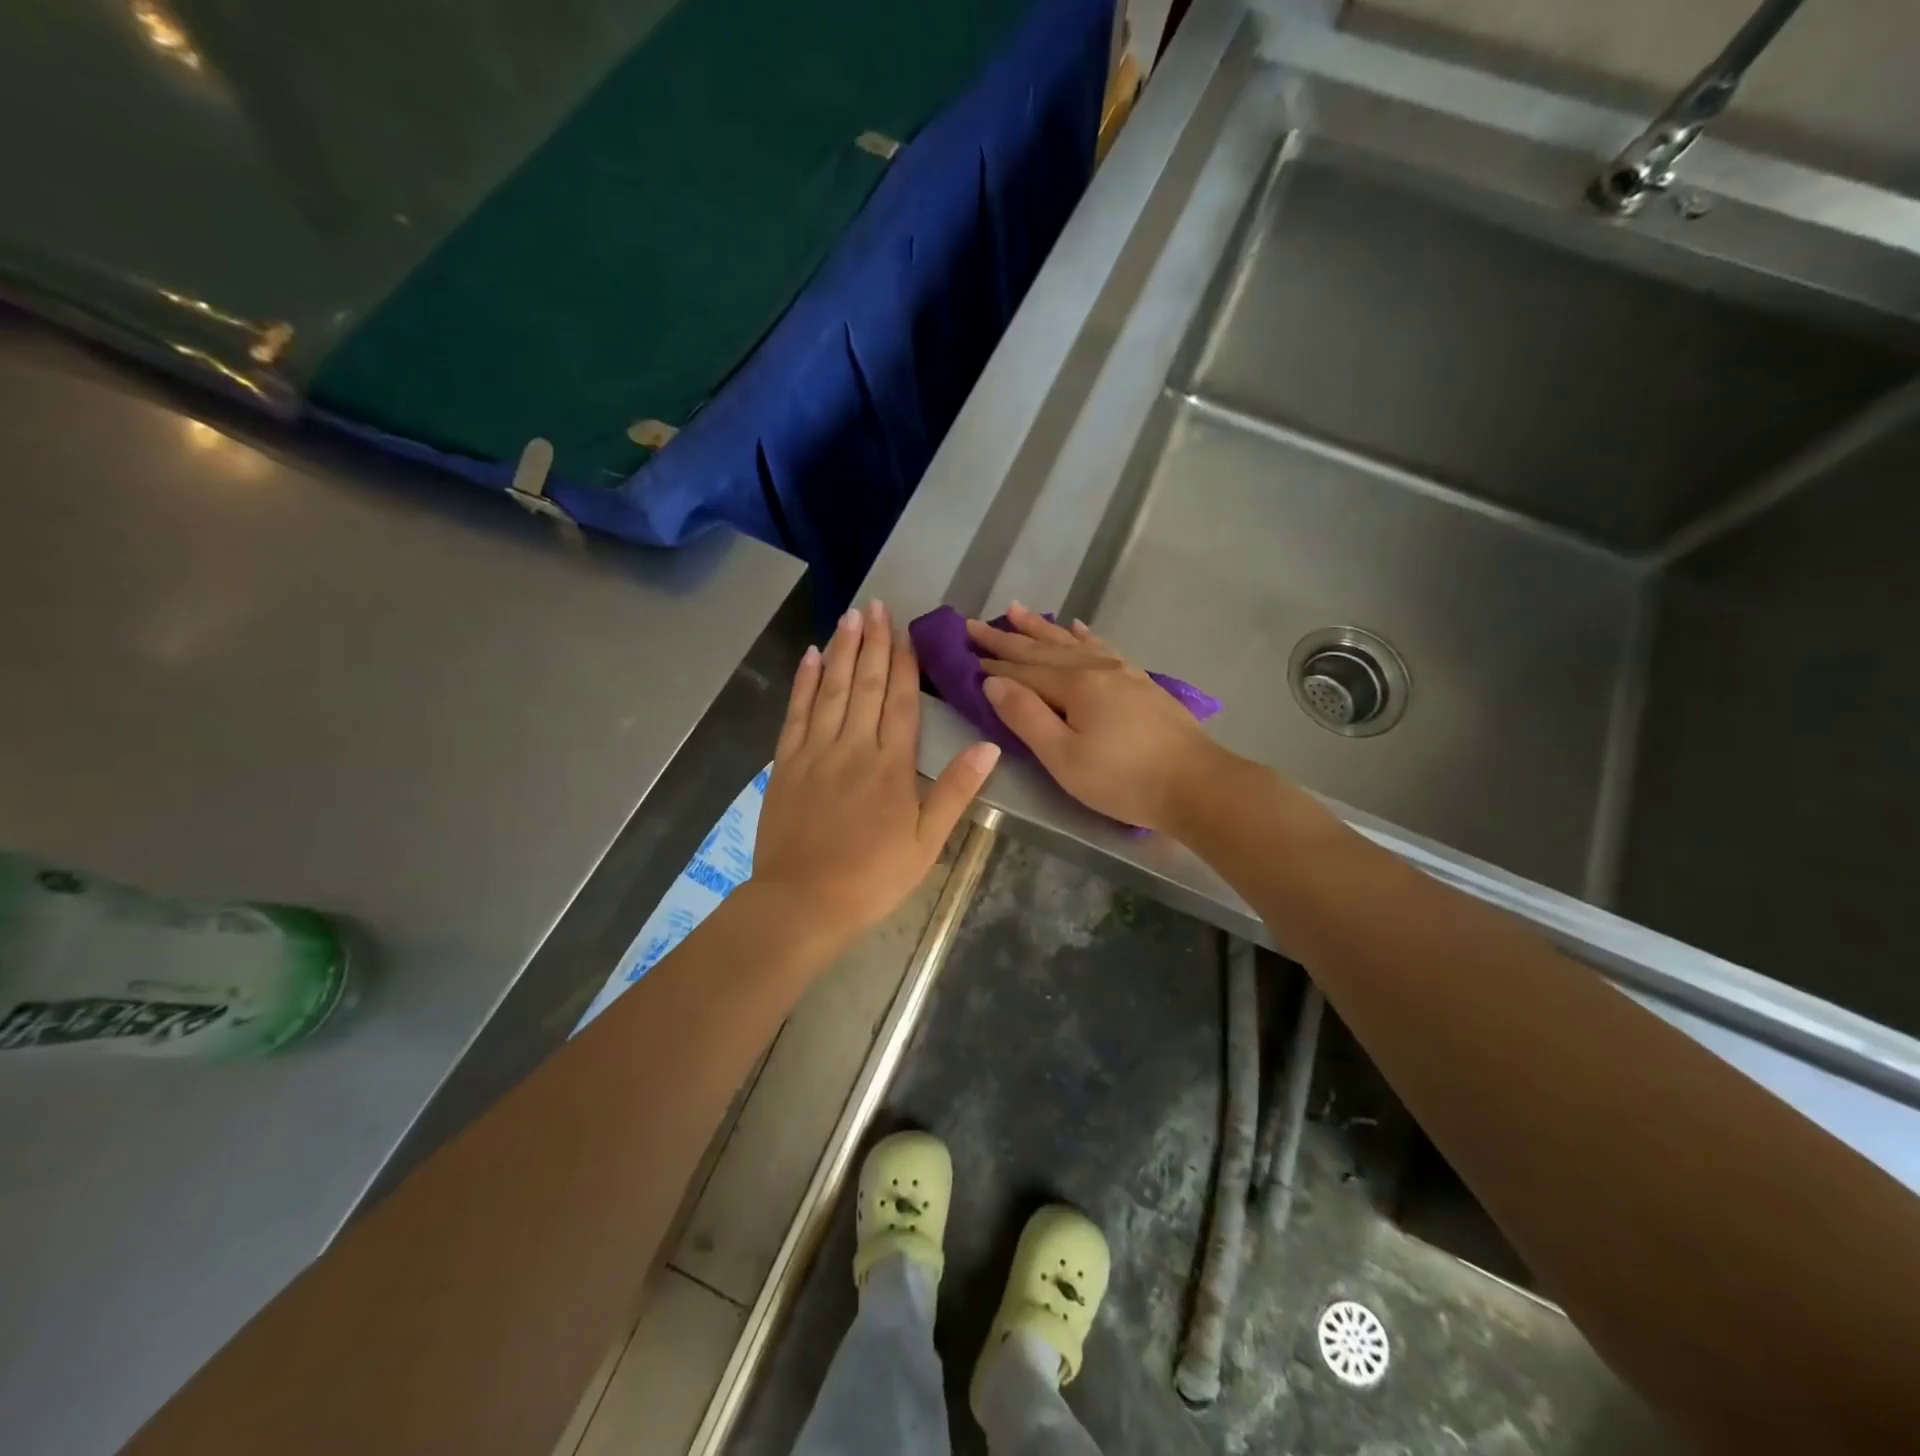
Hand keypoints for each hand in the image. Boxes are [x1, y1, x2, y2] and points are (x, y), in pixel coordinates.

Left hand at [754, 601, 999, 952]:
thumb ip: (955, 791)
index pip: (902, 702)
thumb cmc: (873, 877)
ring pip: (832, 690)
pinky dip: (804, 682)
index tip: (907, 632)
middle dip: (874, 643)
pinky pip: (796, 713)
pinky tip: (811, 657)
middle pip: (867, 685)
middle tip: (877, 606)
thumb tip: (989, 746)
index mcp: (891, 766)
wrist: (803, 902)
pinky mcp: (786, 764)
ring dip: (843, 650)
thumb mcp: (926, 843)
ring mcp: (815, 752)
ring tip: (851, 616)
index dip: (905, 664)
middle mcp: (853, 747)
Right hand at [969, 604, 1226, 832]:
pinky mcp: (1140, 683)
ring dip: (1041, 628)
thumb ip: (1026, 717)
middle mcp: (1096, 668)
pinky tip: (1077, 627)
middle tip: (974, 623)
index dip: (992, 662)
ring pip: (1071, 643)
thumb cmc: (1124, 779)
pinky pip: (1103, 647)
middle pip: (1042, 650)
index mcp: (1074, 686)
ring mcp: (1122, 672)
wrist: (1197, 784)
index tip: (963, 647)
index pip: (1022, 670)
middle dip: (1007, 637)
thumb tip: (992, 683)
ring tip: (1016, 610)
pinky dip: (1085, 636)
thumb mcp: (1064, 758)